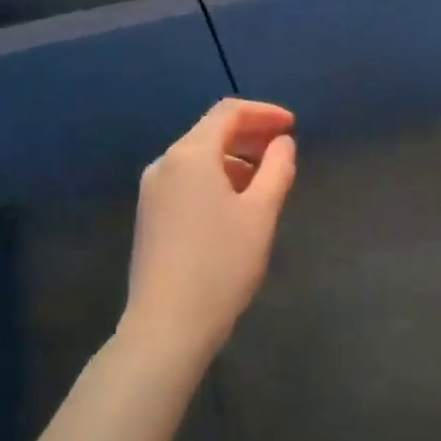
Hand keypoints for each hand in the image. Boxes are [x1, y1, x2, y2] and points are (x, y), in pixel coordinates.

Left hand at [121, 99, 296, 368]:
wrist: (165, 327)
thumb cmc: (221, 264)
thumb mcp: (261, 213)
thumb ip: (277, 169)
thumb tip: (282, 143)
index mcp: (190, 154)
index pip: (228, 112)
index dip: (263, 113)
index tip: (291, 126)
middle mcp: (164, 164)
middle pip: (210, 132)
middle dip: (250, 134)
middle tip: (283, 149)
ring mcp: (151, 192)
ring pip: (197, 158)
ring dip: (233, 158)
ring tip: (264, 180)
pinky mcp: (148, 217)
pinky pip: (186, 180)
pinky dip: (214, 178)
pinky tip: (234, 205)